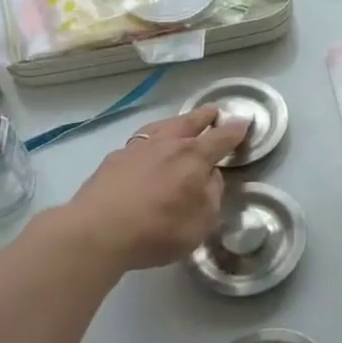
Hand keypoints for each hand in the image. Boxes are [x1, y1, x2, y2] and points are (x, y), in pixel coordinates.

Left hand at [57, 107, 249, 274]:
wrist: (97, 231)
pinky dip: (152, 139)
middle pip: (191, 122)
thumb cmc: (158, 229)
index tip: (244, 123)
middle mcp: (168, 144)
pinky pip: (141, 141)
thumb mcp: (201, 223)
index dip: (235, 131)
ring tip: (181, 122)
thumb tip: (210, 176)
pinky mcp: (115, 158)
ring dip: (177, 122)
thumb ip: (212, 195)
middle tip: (214, 111)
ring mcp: (138, 147)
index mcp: (194, 156)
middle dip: (206, 116)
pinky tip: (148, 148)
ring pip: (163, 126)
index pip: (221, 138)